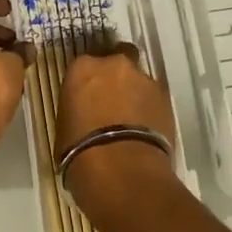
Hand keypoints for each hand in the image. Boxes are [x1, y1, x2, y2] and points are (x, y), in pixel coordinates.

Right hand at [56, 44, 176, 188]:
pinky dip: (150, 109)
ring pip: (138, 80)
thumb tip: (85, 116)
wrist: (122, 170)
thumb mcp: (65, 127)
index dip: (87, 81)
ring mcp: (143, 79)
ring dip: (135, 94)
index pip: (84, 65)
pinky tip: (145, 130)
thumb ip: (76, 110)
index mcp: (83, 68)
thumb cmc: (80, 151)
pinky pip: (154, 99)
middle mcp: (114, 64)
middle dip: (115, 77)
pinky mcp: (166, 98)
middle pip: (116, 62)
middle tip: (111, 102)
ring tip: (132, 121)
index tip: (87, 96)